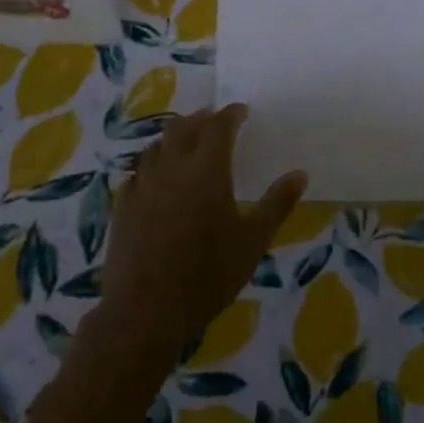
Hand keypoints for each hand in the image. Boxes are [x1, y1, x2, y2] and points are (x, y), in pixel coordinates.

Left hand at [94, 105, 307, 368]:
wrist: (146, 311)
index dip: (231, 114)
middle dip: (202, 119)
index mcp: (207, 169)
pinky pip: (139, 170)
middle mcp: (172, 166)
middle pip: (184, 127)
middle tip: (216, 122)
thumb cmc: (208, 276)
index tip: (242, 111)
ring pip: (158, 145)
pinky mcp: (123, 204)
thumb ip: (277, 204)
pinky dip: (154, 163)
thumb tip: (300, 174)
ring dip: (175, 136)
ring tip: (187, 142)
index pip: (219, 126)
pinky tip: (157, 176)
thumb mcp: (252, 242)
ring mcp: (143, 184)